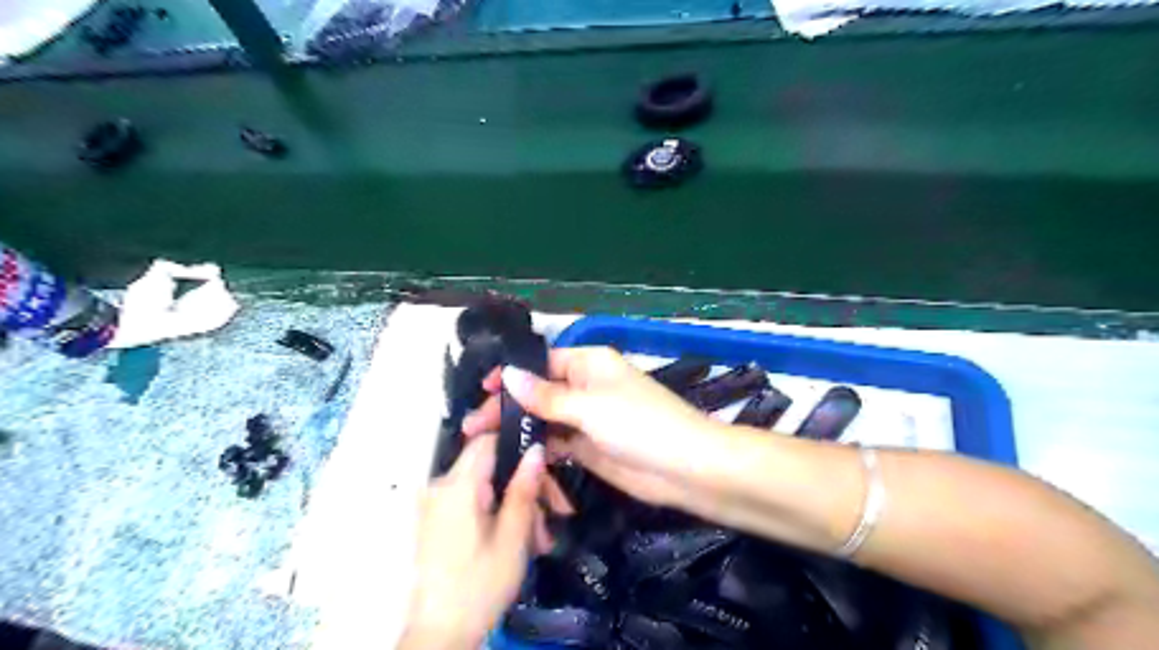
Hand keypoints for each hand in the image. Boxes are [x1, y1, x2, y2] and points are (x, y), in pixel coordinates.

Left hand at [400, 431, 546, 648]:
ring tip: (539, 539)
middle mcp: (441, 487)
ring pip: (487, 486)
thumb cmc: (480, 585)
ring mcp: (437, 504)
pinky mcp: (438, 520)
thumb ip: (524, 489)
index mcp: (457, 486)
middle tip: (554, 514)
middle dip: (525, 486)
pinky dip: (498, 514)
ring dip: (516, 505)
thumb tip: (537, 449)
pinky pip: (474, 502)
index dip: (519, 445)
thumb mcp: (512, 537)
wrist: (440, 635)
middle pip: (491, 465)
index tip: (546, 468)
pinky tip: (519, 541)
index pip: (488, 440)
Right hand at [459, 347, 720, 510]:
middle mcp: (586, 386)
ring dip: (519, 429)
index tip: (481, 389)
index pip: (542, 362)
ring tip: (482, 445)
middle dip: (508, 407)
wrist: (685, 468)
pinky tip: (512, 459)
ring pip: (545, 419)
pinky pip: (557, 443)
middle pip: (539, 392)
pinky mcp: (589, 447)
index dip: (512, 374)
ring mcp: (587, 419)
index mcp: (589, 363)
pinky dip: (537, 449)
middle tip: (472, 427)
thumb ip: (546, 396)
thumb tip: (508, 374)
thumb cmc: (639, 425)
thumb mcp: (589, 406)